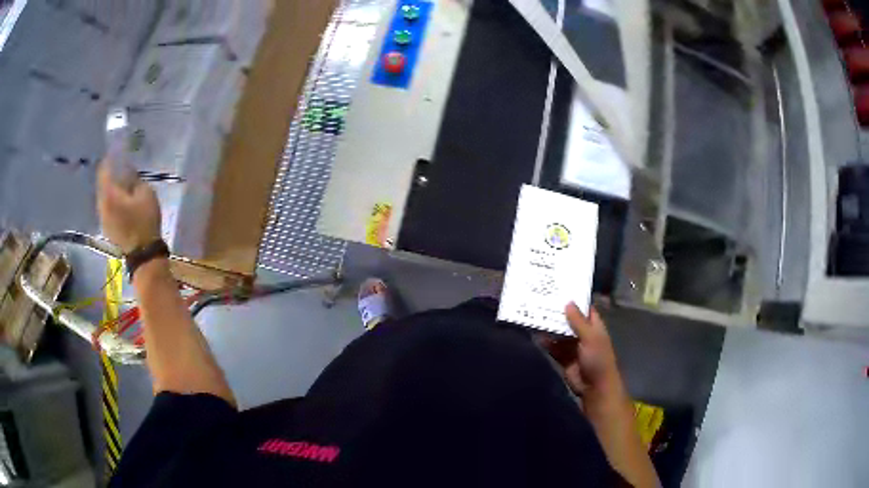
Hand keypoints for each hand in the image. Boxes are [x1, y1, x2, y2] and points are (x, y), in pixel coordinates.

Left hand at [97, 160, 161, 253]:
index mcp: (109, 194)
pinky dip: (113, 200)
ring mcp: (103, 218)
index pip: (104, 169)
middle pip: (103, 183)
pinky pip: (107, 207)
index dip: (110, 158)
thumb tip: (128, 172)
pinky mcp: (107, 228)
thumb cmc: (145, 221)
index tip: (117, 150)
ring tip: (123, 184)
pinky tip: (122, 201)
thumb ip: (135, 180)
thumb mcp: (146, 194)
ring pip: (104, 196)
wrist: (143, 254)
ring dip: (112, 188)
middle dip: (110, 174)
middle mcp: (102, 204)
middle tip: (121, 167)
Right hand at [545, 303, 626, 406]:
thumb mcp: (590, 337)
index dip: (574, 299)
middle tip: (541, 299)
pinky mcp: (564, 358)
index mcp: (594, 326)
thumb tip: (568, 302)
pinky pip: (553, 347)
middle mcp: (583, 334)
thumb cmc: (597, 358)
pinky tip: (535, 335)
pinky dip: (546, 342)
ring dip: (550, 327)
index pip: (584, 308)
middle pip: (569, 320)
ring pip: (560, 333)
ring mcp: (573, 346)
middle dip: (558, 312)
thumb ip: (578, 321)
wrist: (594, 386)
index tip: (559, 288)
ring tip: (535, 315)